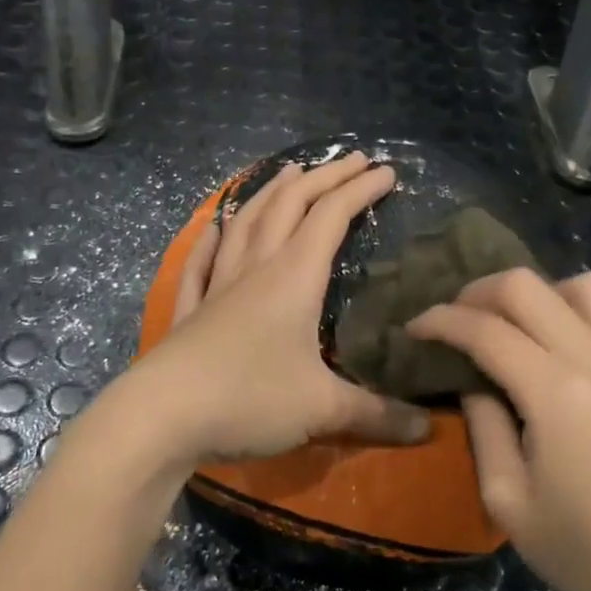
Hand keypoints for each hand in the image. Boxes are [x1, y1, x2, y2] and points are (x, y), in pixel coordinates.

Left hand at [129, 153, 431, 466]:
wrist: (161, 417)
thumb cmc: (248, 399)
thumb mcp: (323, 409)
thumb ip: (378, 415)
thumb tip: (429, 430)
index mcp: (293, 278)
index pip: (332, 217)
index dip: (360, 190)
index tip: (387, 172)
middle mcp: (256, 269)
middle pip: (290, 207)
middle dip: (323, 178)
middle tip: (351, 159)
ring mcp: (218, 286)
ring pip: (247, 223)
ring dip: (271, 193)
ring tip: (288, 173)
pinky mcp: (191, 310)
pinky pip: (202, 262)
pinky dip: (213, 238)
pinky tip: (215, 226)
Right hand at [407, 269, 590, 590]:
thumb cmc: (589, 556)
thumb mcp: (509, 502)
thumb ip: (484, 428)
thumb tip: (474, 384)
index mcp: (556, 393)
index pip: (486, 329)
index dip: (441, 321)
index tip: (413, 330)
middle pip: (528, 287)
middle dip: (477, 293)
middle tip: (453, 323)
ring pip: (581, 284)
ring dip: (534, 293)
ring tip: (509, 326)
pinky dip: (568, 308)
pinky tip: (550, 348)